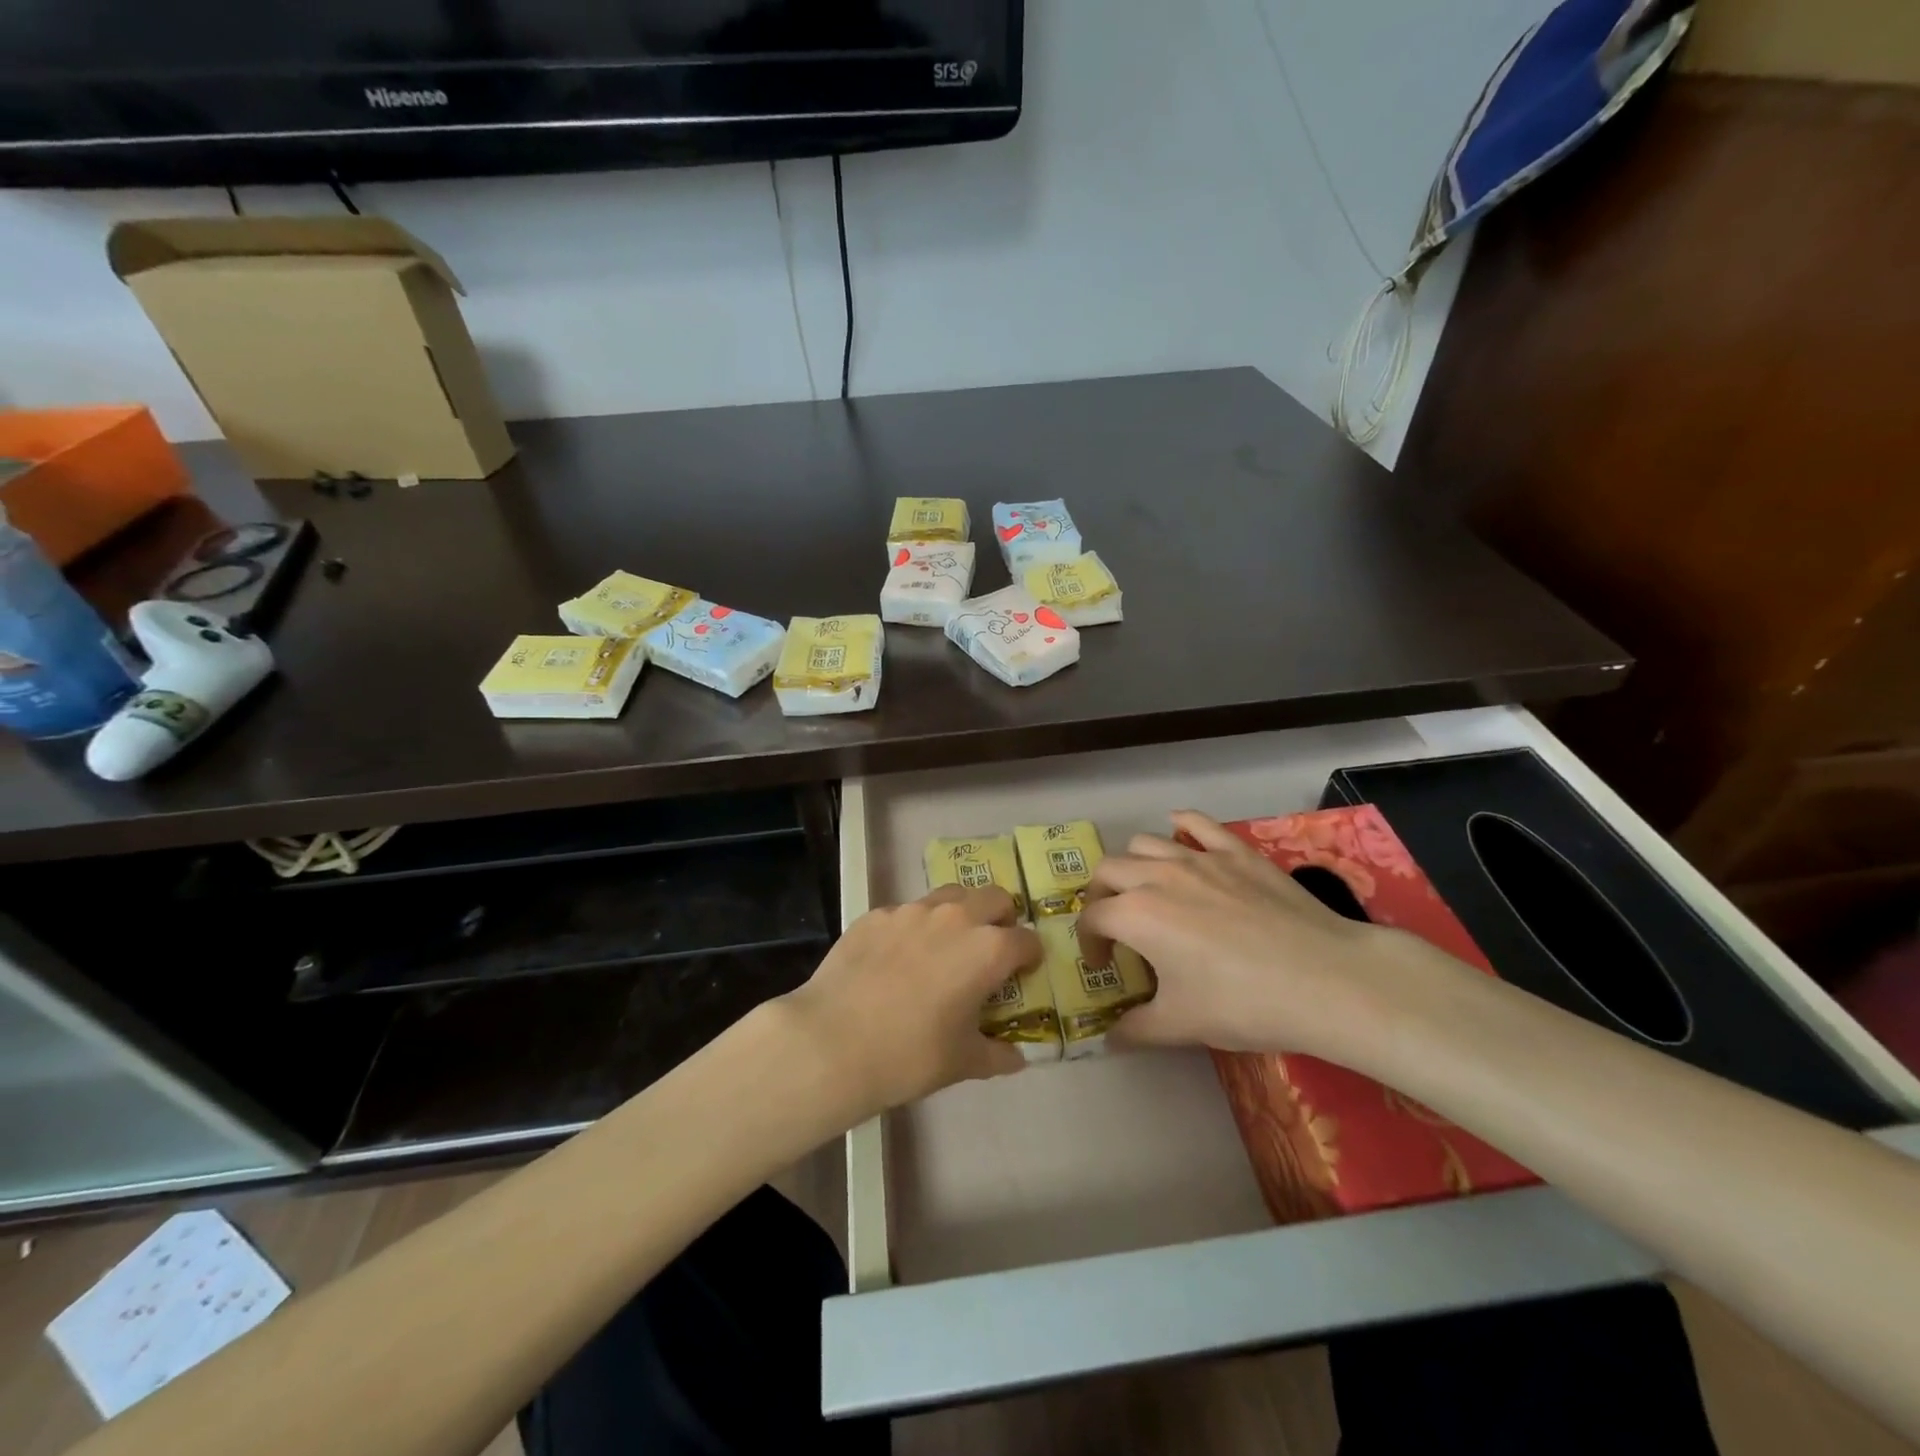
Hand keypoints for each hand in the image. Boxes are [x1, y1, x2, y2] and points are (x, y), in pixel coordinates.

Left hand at [781, 885, 1038, 1116]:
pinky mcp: (875, 915)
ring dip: (959, 915)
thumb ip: (997, 1055)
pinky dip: (913, 929)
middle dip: (1000, 919)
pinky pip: (906, 913)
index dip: (1029, 957)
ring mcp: (911, 910)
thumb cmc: (910, 1055)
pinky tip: (895, 961)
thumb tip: (1016, 1057)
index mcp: (988, 950)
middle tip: (989, 950)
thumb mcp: (963, 1063)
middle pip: (994, 898)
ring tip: (944, 948)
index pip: (1027, 941)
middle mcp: (955, 917)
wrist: (833, 1041)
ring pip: (950, 896)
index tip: (1023, 973)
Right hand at [1078, 811, 1445, 1060]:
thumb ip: (1135, 1030)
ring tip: (1147, 889)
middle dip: (1100, 896)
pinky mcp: (1236, 851)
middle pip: (1108, 871)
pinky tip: (1180, 833)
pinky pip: (1198, 823)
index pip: (1091, 918)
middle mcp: (1157, 875)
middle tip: (1115, 926)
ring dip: (1133, 864)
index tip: (1103, 966)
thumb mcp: (1181, 1025)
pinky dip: (1181, 824)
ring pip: (1145, 843)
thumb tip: (1109, 1041)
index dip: (1089, 943)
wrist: (1324, 980)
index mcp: (1135, 915)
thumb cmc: (1243, 1003)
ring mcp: (1198, 857)